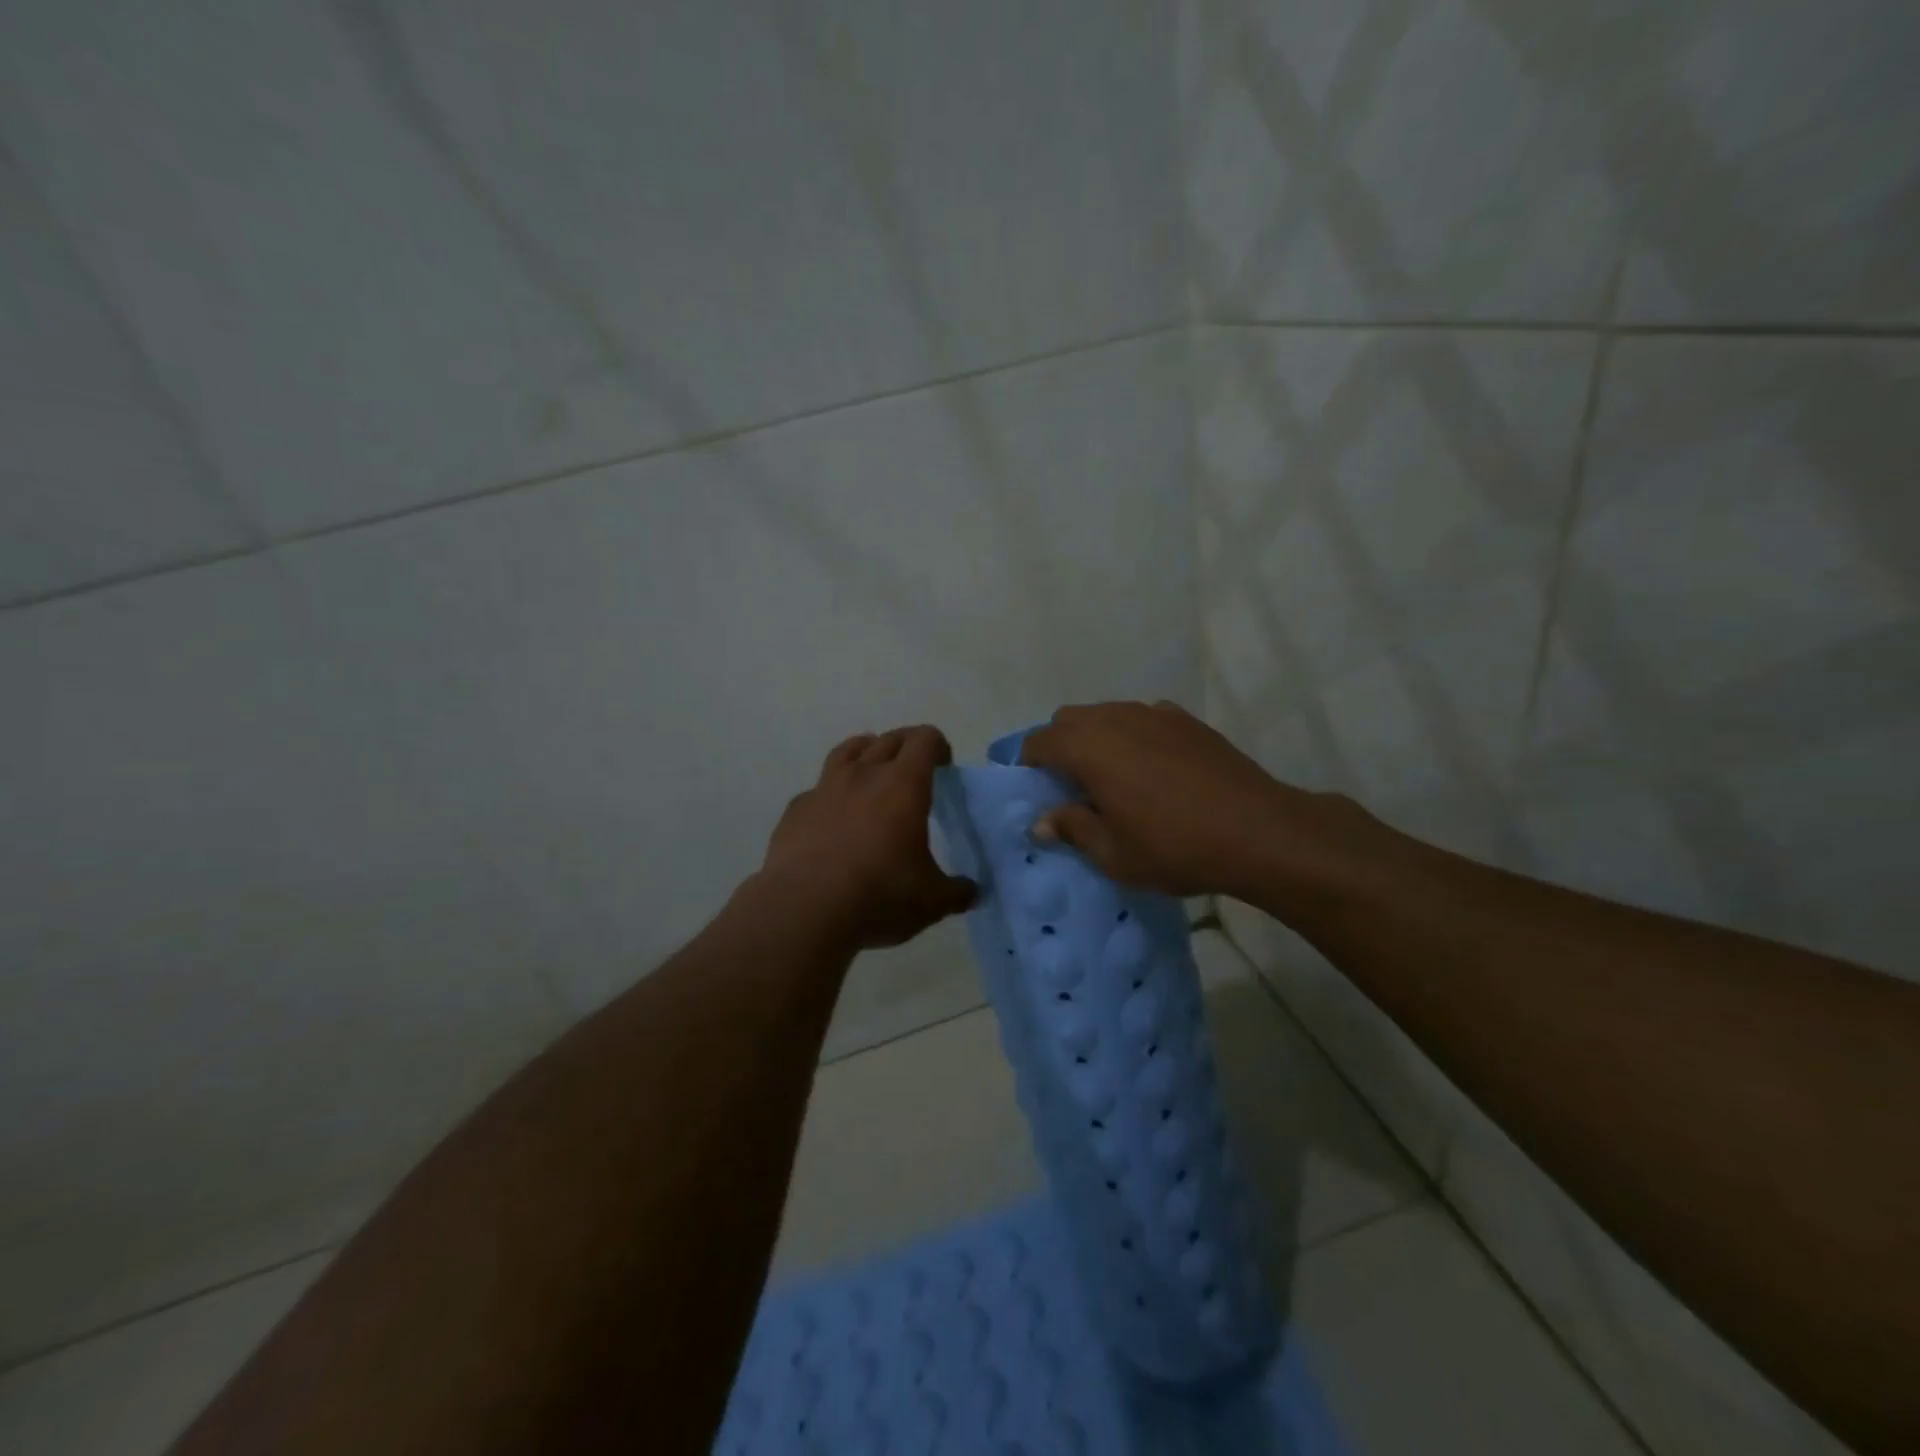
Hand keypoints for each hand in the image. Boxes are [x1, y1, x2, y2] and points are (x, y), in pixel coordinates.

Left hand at [760, 725, 977, 951]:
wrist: (803, 909)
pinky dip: (831, 793)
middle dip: (906, 746)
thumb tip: (972, 891)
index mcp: (903, 785)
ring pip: (847, 751)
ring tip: (872, 770)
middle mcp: (864, 774)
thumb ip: (956, 892)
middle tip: (915, 768)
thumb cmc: (879, 895)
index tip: (944, 766)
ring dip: (865, 752)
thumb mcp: (931, 901)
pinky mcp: (795, 810)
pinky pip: (817, 789)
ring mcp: (824, 789)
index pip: (924, 740)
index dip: (938, 746)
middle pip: (888, 739)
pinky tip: (833, 816)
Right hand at [1020, 700, 1376, 899]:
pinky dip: (1132, 736)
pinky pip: (1142, 718)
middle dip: (1059, 746)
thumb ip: (1072, 829)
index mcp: (1088, 747)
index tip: (1035, 793)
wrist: (1258, 831)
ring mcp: (1154, 714)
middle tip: (1069, 787)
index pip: (1038, 742)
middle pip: (1068, 720)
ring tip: (1110, 778)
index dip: (1028, 765)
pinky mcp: (1186, 720)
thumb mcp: (1113, 853)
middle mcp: (1115, 719)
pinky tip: (1151, 769)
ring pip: (1106, 715)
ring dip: (1095, 739)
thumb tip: (1041, 821)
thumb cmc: (1175, 847)